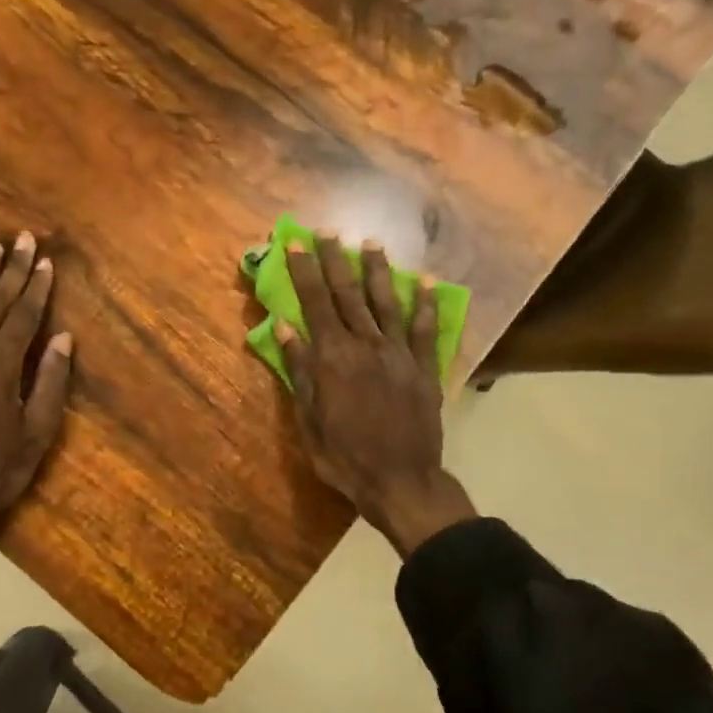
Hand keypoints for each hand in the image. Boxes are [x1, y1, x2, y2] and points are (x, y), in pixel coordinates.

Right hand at [279, 234, 475, 556]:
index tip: (293, 242)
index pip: (315, 303)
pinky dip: (426, 304)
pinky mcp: (424, 369)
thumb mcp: (309, 419)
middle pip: (348, 294)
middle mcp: (366, 345)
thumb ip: (300, 370)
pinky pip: (425, 330)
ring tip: (371, 245)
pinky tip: (426, 283)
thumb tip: (285, 326)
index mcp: (333, 358)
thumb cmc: (344, 456)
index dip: (304, 270)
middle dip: (335, 260)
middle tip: (328, 232)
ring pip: (387, 302)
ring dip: (378, 272)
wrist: (400, 481)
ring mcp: (399, 354)